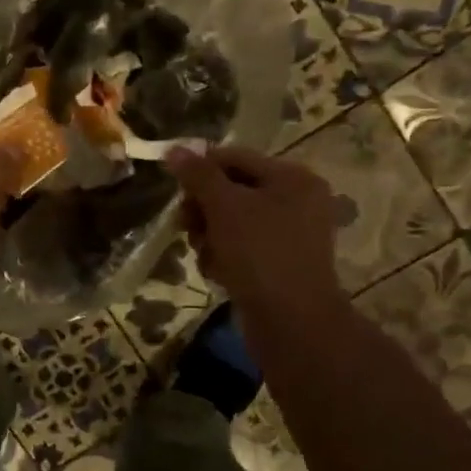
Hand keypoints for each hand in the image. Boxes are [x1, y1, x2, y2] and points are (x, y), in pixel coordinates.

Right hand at [166, 146, 346, 325]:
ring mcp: (288, 235)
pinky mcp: (278, 264)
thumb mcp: (225, 207)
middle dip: (203, 210)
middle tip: (186, 226)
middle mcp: (296, 201)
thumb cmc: (260, 254)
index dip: (200, 170)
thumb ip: (199, 175)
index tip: (174, 191)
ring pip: (231, 223)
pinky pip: (240, 248)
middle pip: (231, 191)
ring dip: (209, 236)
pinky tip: (218, 272)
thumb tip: (174, 149)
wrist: (292, 321)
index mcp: (292, 178)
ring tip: (206, 255)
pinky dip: (224, 257)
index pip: (235, 158)